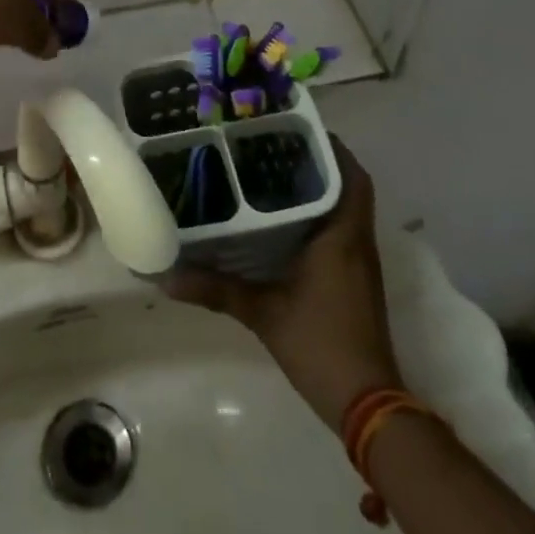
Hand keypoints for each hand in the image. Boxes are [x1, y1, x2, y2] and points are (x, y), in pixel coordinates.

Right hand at [167, 139, 401, 429]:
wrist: (368, 405)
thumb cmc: (320, 345)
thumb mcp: (262, 313)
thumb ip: (216, 289)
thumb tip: (166, 276)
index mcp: (342, 236)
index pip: (351, 176)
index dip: (332, 148)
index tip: (298, 129)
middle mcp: (357, 242)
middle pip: (349, 186)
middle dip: (319, 163)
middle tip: (276, 146)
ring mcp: (361, 263)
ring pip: (347, 208)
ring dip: (321, 189)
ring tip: (274, 172)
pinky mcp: (357, 281)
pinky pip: (342, 231)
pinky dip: (321, 216)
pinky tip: (284, 222)